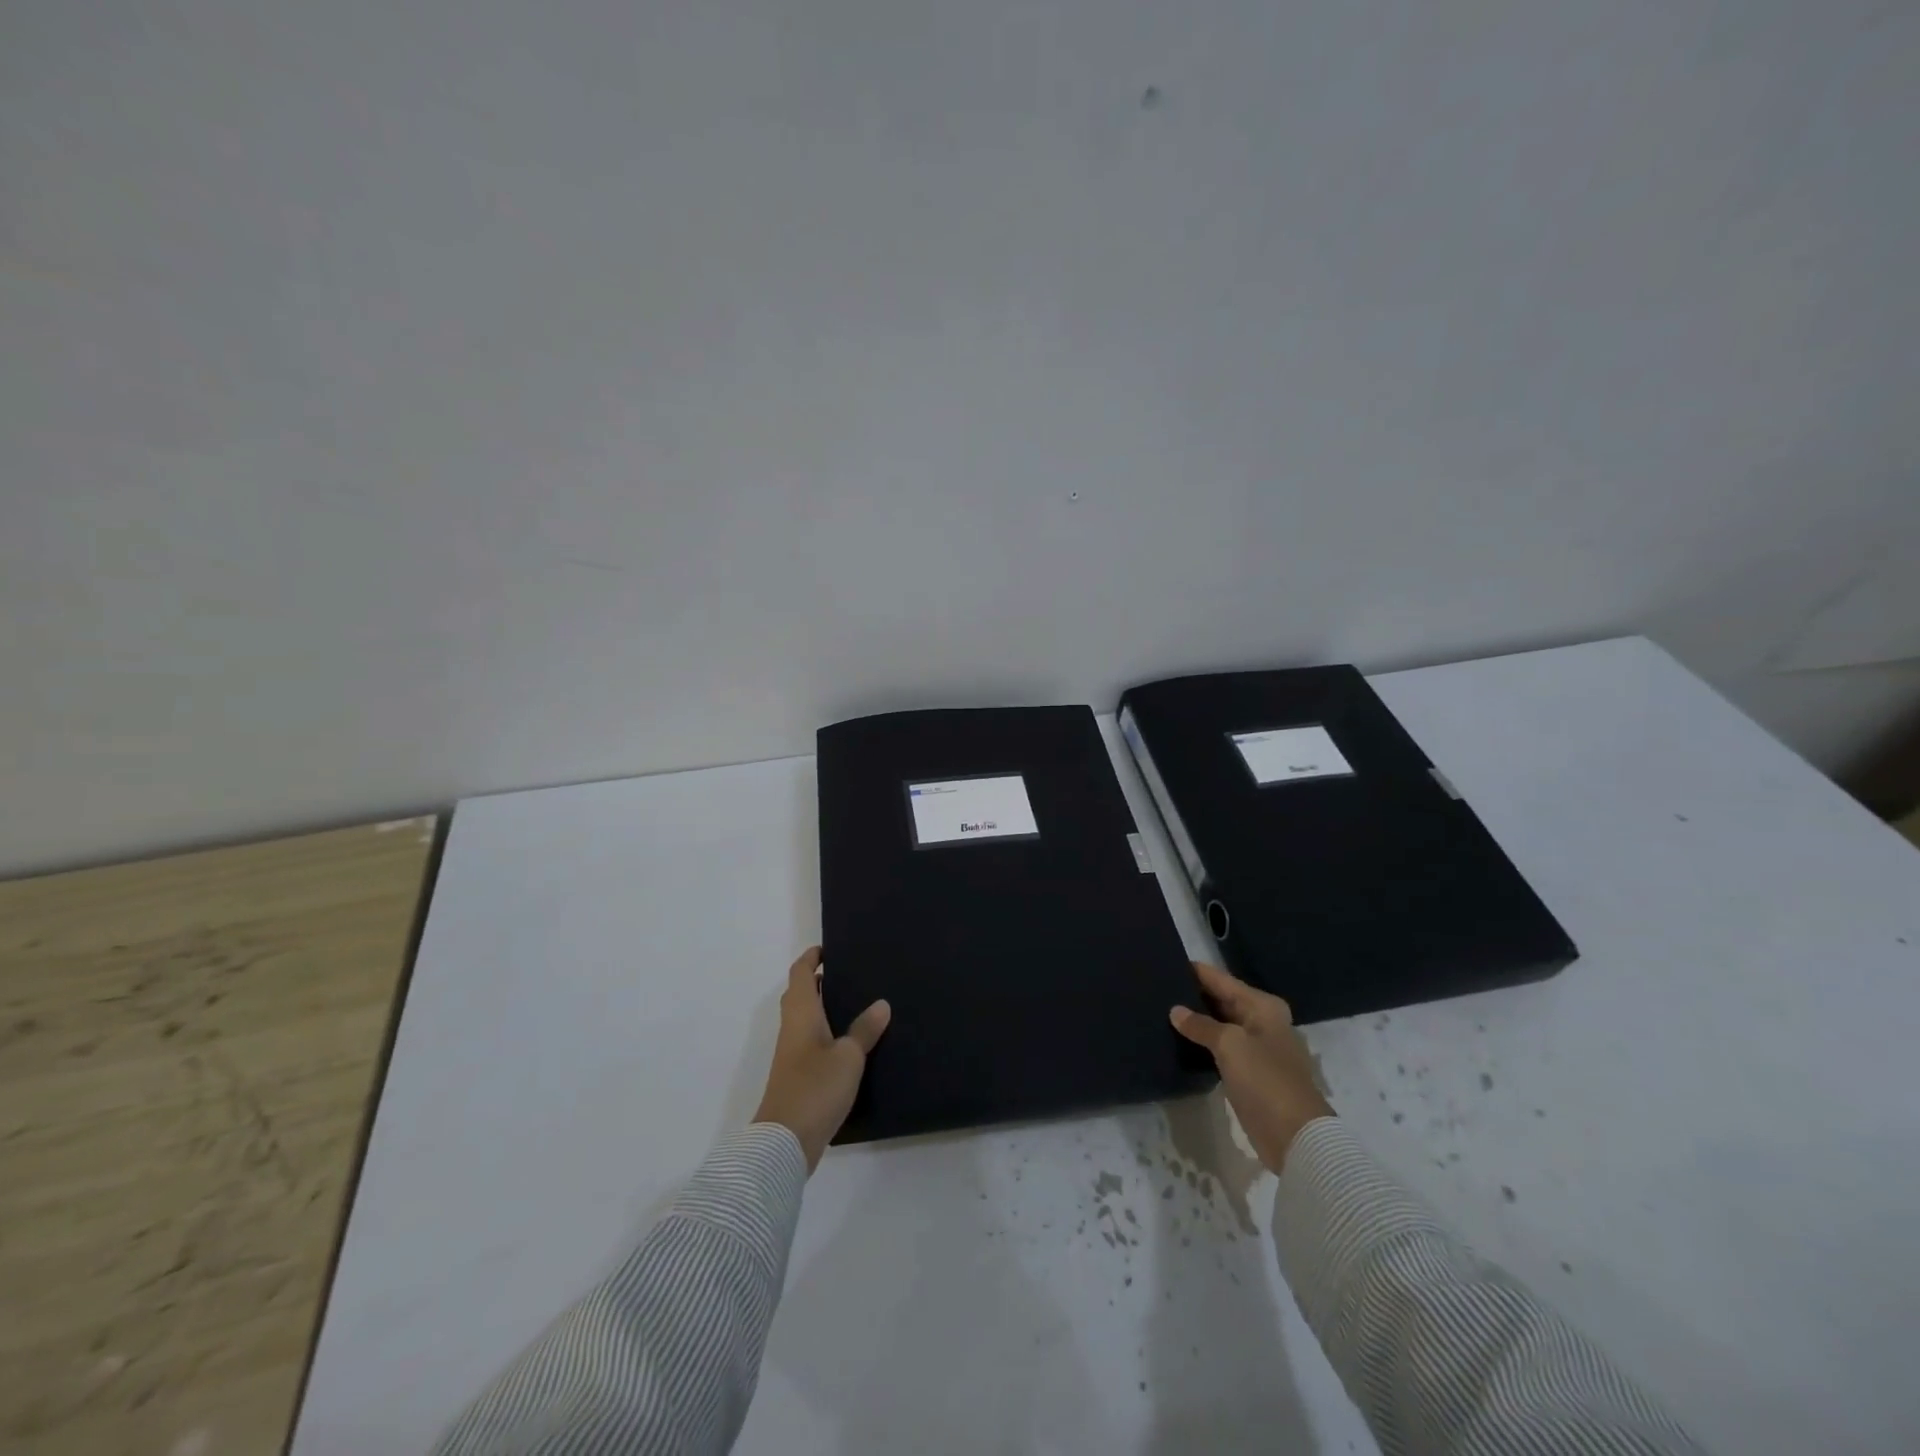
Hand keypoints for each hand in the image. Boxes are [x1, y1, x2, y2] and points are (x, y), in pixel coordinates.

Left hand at [752, 947, 891, 1169]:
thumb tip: (881, 1004)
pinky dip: (826, 1032)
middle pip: (800, 994)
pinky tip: (850, 1043)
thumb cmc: (815, 1088)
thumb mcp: (849, 1056)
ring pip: (805, 1019)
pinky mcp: (797, 1076)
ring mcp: (792, 1054)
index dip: (811, 958)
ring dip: (823, 1007)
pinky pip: (810, 1041)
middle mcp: (792, 1028)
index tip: (829, 948)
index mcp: (801, 1014)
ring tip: (856, 1003)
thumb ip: (864, 1030)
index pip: (800, 973)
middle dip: (819, 981)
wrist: (784, 1142)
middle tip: (849, 974)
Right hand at [1170, 962, 1333, 1173]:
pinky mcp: (1250, 1072)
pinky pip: (1221, 1048)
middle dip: (1194, 995)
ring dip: (1197, 1020)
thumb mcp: (1229, 1045)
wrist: (1295, 1136)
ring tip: (1162, 1010)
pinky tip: (1179, 1039)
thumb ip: (1201, 1025)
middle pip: (1222, 1000)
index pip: (1222, 980)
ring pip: (1220, 1025)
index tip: (1166, 963)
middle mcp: (1262, 1021)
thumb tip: (1175, 1011)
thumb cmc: (1265, 1079)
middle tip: (1158, 987)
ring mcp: (1257, 1048)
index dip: (1196, 972)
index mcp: (1263, 1006)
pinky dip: (1203, 1042)